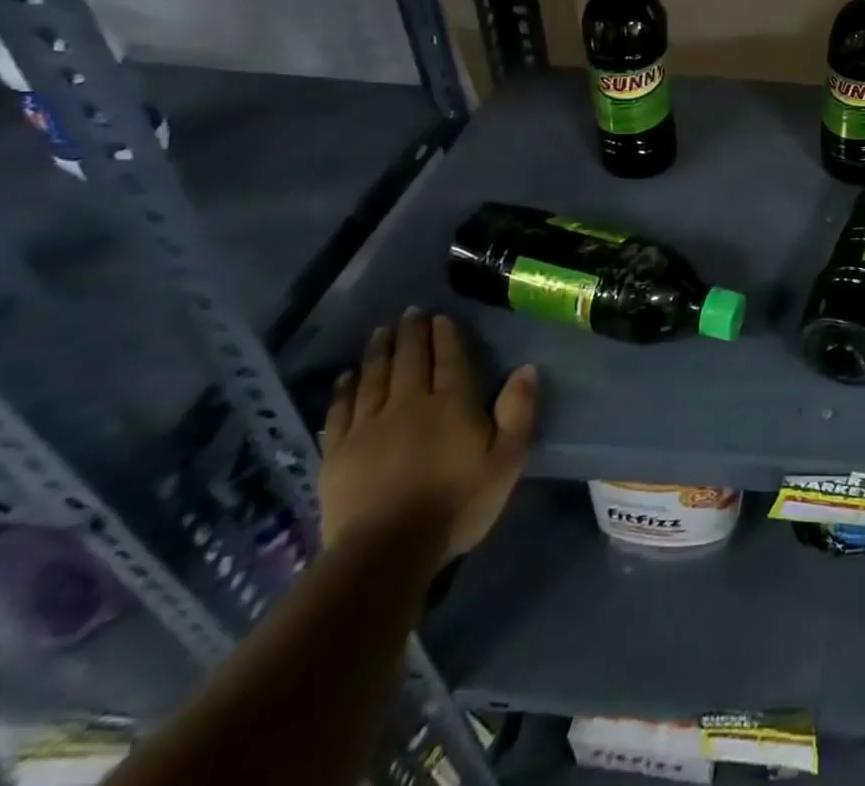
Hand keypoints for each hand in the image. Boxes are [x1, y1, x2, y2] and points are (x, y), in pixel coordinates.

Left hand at [321, 310, 536, 565]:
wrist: (386, 553)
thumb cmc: (457, 505)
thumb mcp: (507, 461)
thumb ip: (518, 412)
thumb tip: (526, 368)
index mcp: (452, 403)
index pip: (450, 357)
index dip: (445, 335)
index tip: (440, 317)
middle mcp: (409, 403)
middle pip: (409, 359)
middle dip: (411, 332)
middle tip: (410, 312)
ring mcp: (369, 426)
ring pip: (374, 375)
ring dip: (379, 349)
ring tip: (382, 330)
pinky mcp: (338, 452)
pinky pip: (341, 409)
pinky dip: (345, 387)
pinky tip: (348, 375)